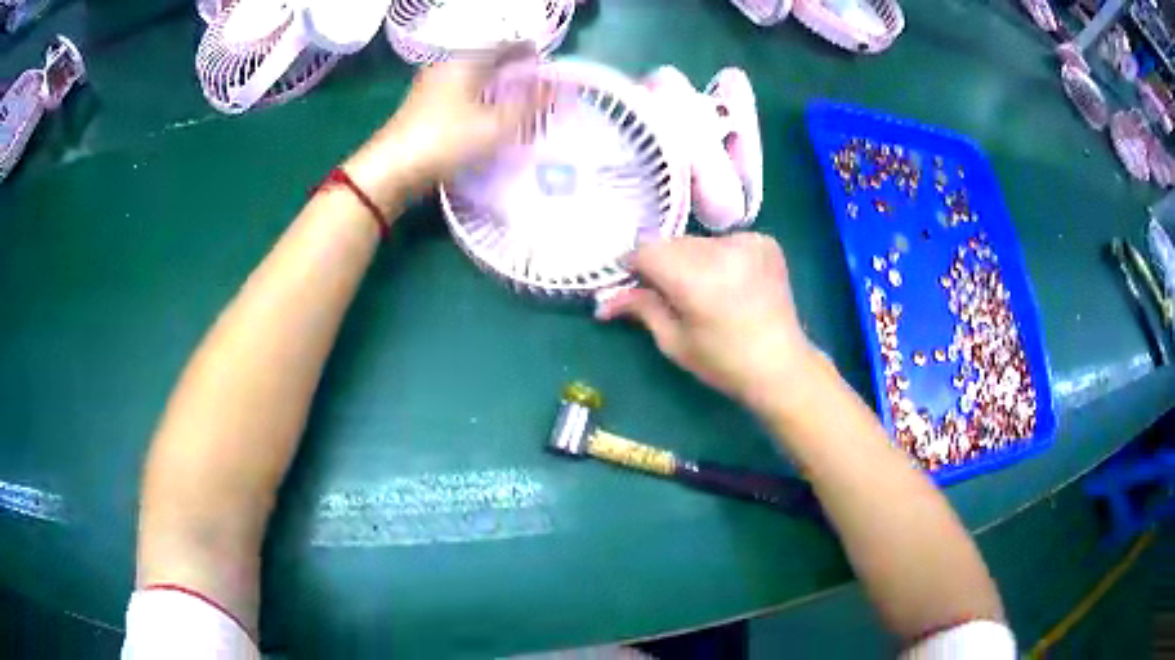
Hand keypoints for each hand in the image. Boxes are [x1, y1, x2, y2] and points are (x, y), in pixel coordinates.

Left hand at [371, 43, 542, 194]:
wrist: (392, 170)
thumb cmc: (446, 139)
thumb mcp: (496, 124)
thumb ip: (528, 104)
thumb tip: (554, 87)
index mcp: (465, 61)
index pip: (504, 46)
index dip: (527, 53)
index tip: (547, 66)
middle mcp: (446, 68)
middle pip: (486, 63)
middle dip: (511, 72)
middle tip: (536, 87)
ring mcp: (430, 89)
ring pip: (471, 82)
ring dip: (494, 89)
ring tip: (517, 105)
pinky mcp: (422, 111)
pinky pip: (459, 98)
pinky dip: (477, 103)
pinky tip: (488, 121)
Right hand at [597, 234, 821, 413]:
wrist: (782, 365)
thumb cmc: (723, 362)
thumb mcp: (674, 341)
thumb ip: (641, 308)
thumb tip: (604, 301)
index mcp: (695, 278)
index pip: (646, 250)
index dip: (634, 266)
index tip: (634, 284)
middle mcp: (721, 250)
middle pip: (671, 243)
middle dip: (662, 264)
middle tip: (668, 293)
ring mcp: (747, 241)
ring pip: (697, 241)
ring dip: (690, 259)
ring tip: (703, 290)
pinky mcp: (764, 242)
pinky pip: (724, 241)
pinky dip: (718, 256)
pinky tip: (728, 281)